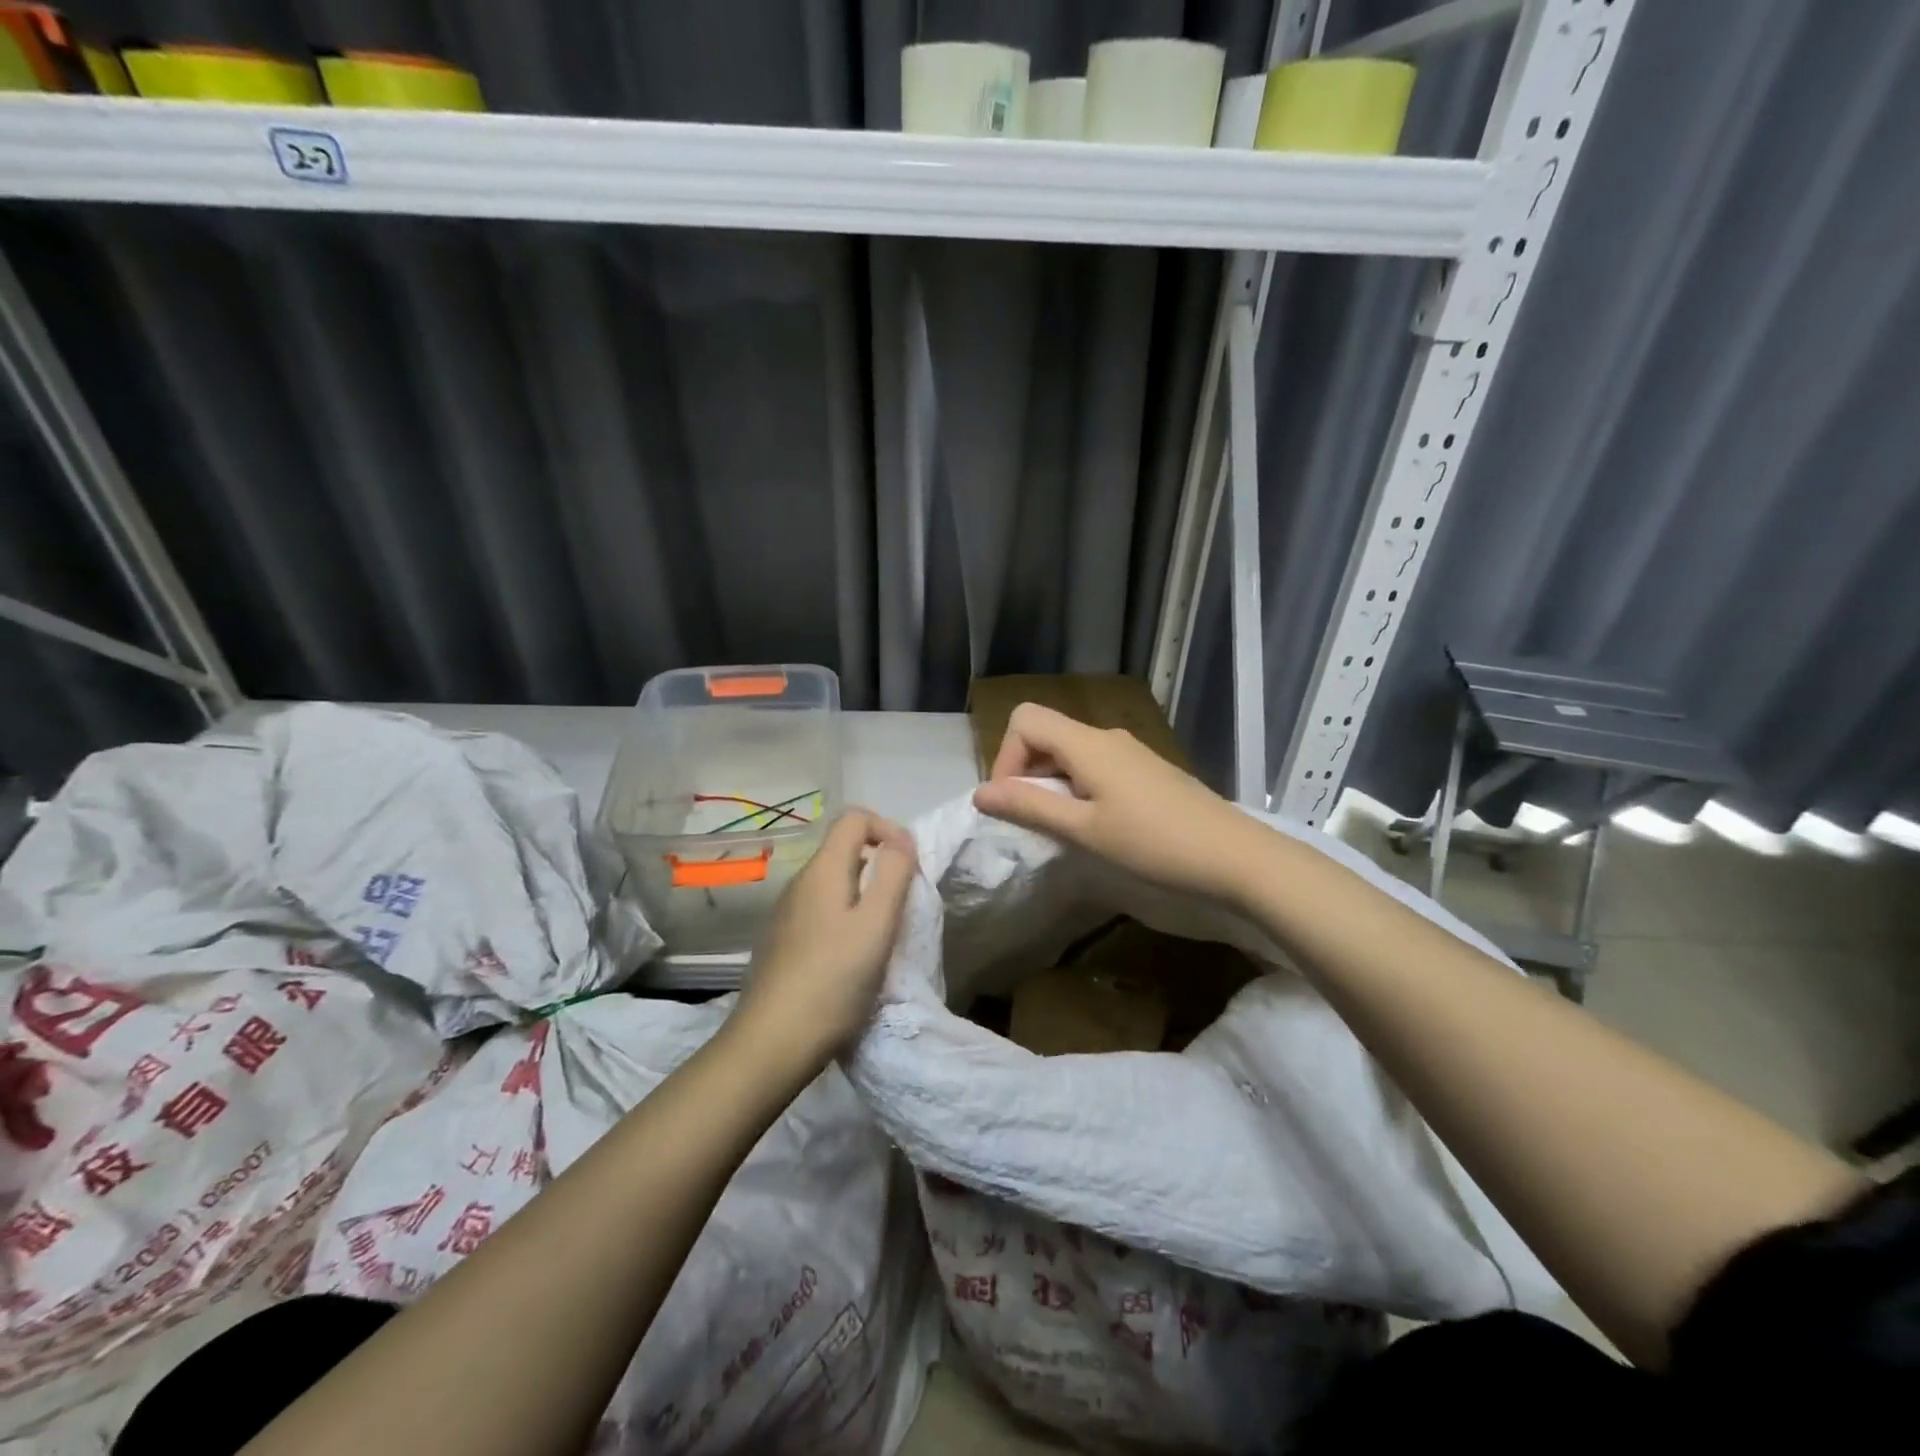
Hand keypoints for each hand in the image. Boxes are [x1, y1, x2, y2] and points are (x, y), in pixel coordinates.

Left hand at [729, 809, 917, 1072]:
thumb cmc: (833, 981)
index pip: (855, 817)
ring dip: (865, 895)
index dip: (889, 829)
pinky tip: (852, 958)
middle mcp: (799, 882)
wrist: (771, 1044)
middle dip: (881, 865)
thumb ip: (893, 875)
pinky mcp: (782, 941)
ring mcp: (786, 913)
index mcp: (822, 870)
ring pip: (834, 882)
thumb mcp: (876, 925)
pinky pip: (821, 910)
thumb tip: (901, 839)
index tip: (909, 867)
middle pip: (845, 849)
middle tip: (902, 906)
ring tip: (882, 935)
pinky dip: (845, 918)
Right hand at [972, 703, 1265, 902]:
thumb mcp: (1085, 830)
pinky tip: (1099, 825)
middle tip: (1035, 820)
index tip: (1014, 802)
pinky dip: (1080, 788)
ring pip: (1072, 752)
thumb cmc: (1154, 844)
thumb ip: (1030, 807)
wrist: (1236, 856)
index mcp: (1088, 744)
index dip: (1007, 757)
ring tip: (1066, 828)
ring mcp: (1131, 752)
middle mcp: (1107, 737)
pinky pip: (1097, 766)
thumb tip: (980, 792)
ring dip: (1054, 784)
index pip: (1026, 720)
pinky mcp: (1148, 771)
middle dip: (1026, 772)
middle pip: (1047, 734)